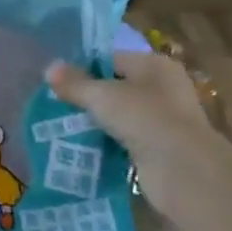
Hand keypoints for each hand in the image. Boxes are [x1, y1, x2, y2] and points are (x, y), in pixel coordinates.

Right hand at [45, 55, 219, 202]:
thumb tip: (49, 67)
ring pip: (119, 116)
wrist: (183, 171)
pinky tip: (82, 147)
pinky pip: (124, 140)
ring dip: (96, 122)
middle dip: (87, 97)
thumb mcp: (102, 96)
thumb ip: (75, 83)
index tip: (56, 81)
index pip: (111, 59)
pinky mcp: (159, 149)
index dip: (83, 68)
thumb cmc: (144, 118)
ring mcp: (163, 120)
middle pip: (115, 87)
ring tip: (62, 126)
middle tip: (56, 104)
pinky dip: (106, 143)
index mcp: (155, 65)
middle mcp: (163, 88)